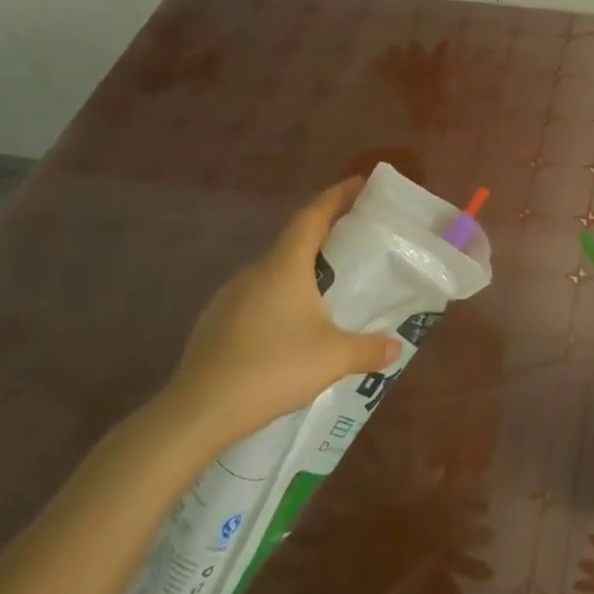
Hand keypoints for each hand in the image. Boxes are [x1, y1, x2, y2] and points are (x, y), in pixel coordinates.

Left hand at [156, 178, 400, 451]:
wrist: (198, 411)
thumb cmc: (272, 368)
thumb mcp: (334, 358)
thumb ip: (369, 349)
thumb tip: (396, 347)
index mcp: (284, 267)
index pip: (313, 216)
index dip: (337, 196)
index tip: (359, 182)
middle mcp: (255, 272)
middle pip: (294, 240)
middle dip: (326, 233)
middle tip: (356, 237)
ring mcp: (230, 297)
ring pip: (274, 271)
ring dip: (303, 268)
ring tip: (330, 284)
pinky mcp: (217, 323)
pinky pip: (259, 296)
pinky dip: (283, 296)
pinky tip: (294, 324)